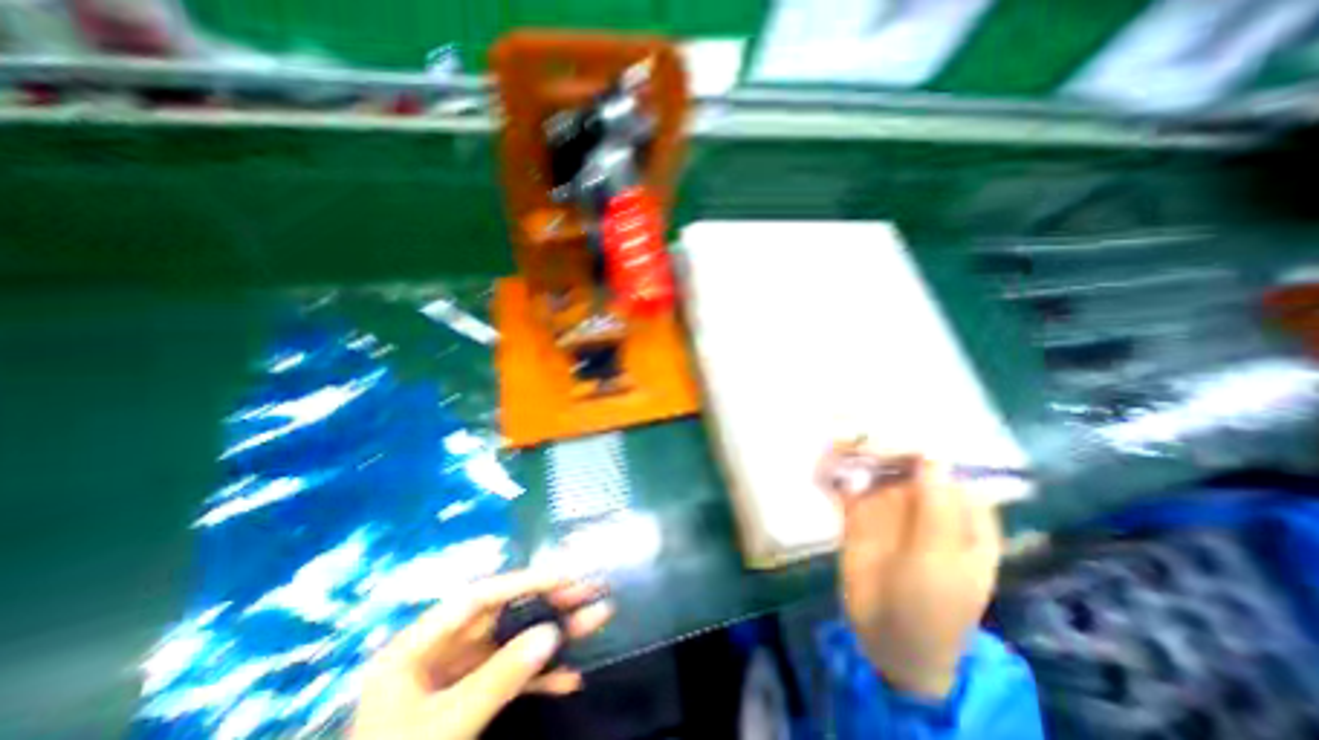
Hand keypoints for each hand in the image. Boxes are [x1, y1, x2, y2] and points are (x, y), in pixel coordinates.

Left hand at [352, 569, 615, 735]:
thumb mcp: (444, 725)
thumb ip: (497, 679)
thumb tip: (551, 633)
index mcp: (417, 646)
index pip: (478, 598)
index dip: (523, 583)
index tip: (564, 576)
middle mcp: (441, 652)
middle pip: (503, 616)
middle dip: (548, 603)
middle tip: (589, 589)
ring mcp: (458, 676)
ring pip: (514, 644)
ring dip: (554, 637)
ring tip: (595, 620)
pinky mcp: (472, 700)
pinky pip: (511, 679)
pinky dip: (540, 678)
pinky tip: (569, 678)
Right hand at [823, 451, 1005, 697]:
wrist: (888, 640)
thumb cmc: (932, 608)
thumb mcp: (941, 563)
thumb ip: (937, 510)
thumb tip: (931, 455)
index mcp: (960, 515)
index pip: (947, 468)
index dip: (925, 445)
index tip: (900, 425)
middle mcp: (924, 503)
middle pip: (905, 462)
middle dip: (883, 443)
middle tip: (856, 429)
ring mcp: (889, 507)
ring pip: (873, 470)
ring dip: (854, 453)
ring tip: (834, 441)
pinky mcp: (858, 513)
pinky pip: (847, 486)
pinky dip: (835, 472)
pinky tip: (821, 464)